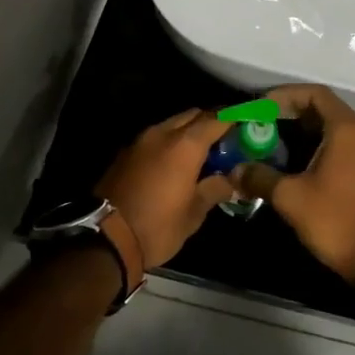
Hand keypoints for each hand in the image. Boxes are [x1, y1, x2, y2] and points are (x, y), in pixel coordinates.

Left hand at [96, 109, 236, 270]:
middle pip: (193, 115)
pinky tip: (176, 164)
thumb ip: (215, 188)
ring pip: (172, 124)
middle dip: (212, 122)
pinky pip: (156, 138)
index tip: (250, 121)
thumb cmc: (157, 227)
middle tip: (227, 141)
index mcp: (184, 145)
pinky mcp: (125, 153)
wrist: (105, 239)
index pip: (217, 118)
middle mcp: (162, 133)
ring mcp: (140, 141)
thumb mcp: (194, 213)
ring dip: (189, 132)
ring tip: (203, 154)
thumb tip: (232, 179)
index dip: (236, 117)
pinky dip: (171, 143)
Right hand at [230, 84, 354, 284]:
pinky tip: (299, 165)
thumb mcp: (291, 198)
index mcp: (347, 130)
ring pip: (336, 129)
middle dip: (291, 114)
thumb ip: (260, 177)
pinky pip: (346, 147)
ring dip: (306, 132)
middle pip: (326, 109)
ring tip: (274, 144)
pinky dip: (321, 147)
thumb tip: (235, 170)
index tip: (260, 108)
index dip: (285, 95)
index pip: (315, 94)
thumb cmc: (335, 220)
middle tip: (262, 125)